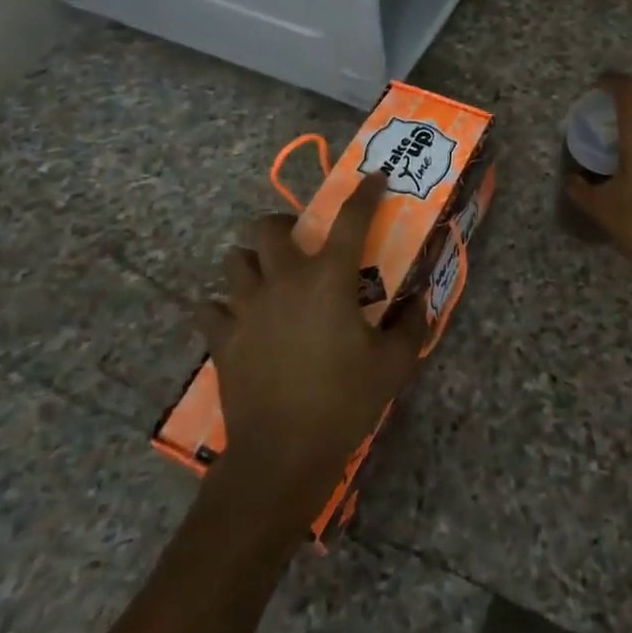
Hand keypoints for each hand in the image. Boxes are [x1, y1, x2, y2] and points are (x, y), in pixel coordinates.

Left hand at [196, 173, 427, 539]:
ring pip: (234, 261)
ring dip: (251, 261)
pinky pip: (209, 308)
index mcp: (328, 279)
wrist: (282, 454)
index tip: (373, 178)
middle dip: (284, 225)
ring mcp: (246, 308)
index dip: (364, 192)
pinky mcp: (221, 338)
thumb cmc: (344, 401)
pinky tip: (237, 319)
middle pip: (269, 228)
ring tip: (267, 276)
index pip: (350, 218)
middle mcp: (283, 281)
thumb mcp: (394, 364)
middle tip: (300, 242)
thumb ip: (412, 324)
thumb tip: (421, 301)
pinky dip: (221, 307)